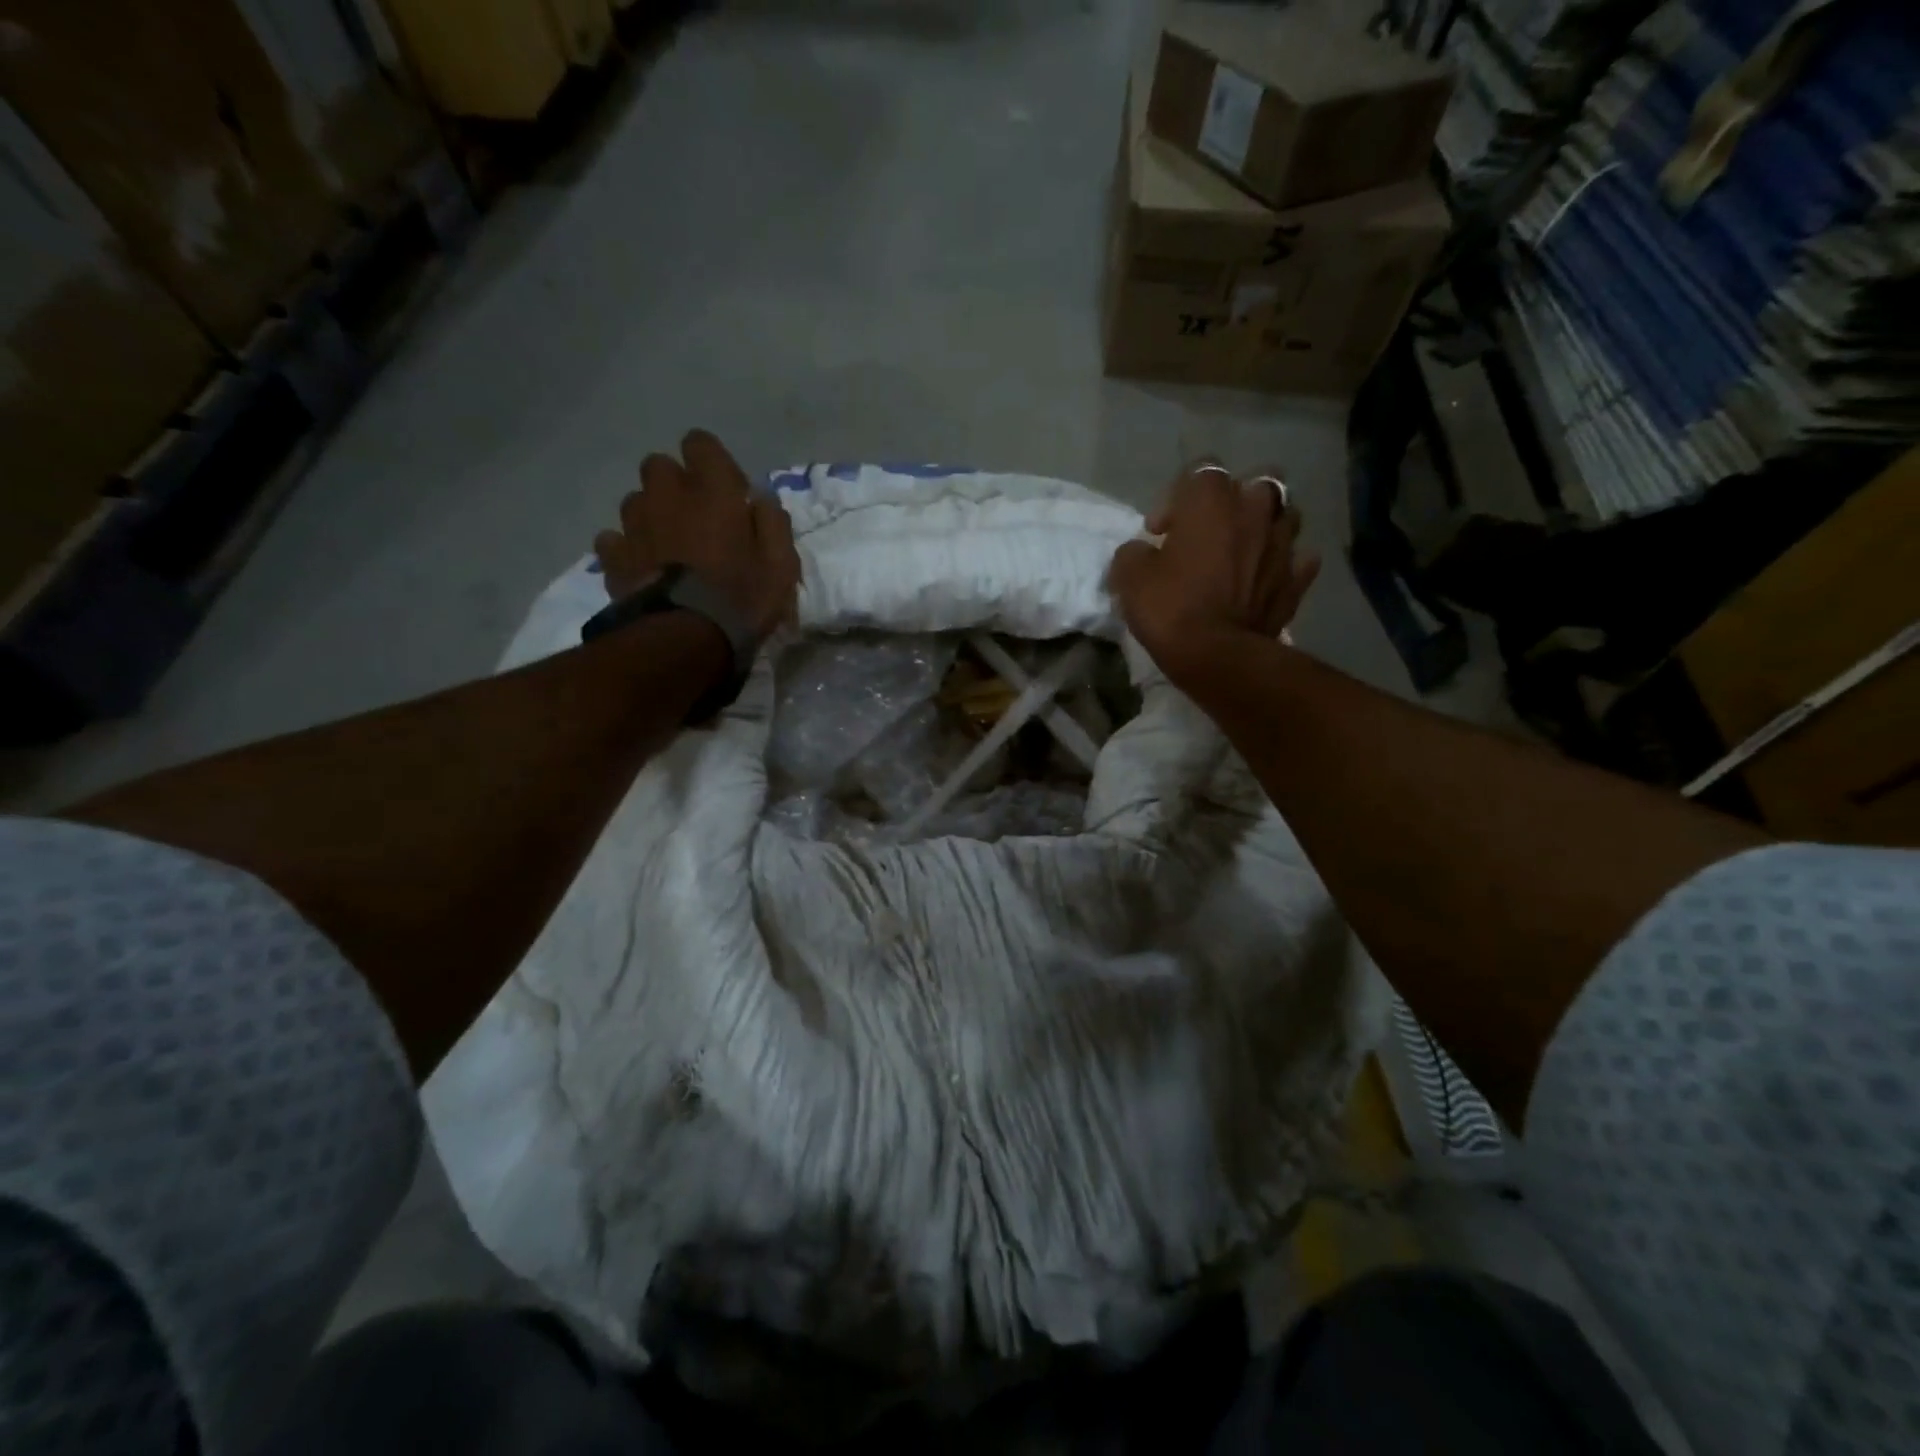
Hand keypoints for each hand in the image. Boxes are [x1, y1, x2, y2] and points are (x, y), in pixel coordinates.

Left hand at [595, 430, 801, 642]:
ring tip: (669, 547)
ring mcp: (634, 525)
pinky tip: (642, 567)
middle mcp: (667, 495)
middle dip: (675, 485)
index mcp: (712, 490)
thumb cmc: (743, 598)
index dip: (712, 463)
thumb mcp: (782, 564)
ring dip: (651, 514)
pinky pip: (613, 539)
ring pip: (635, 501)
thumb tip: (761, 498)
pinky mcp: (614, 557)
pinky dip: (626, 547)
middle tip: (695, 519)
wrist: (686, 638)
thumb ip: (774, 523)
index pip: (700, 443)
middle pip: (659, 466)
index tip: (728, 493)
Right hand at [1107, 461, 1320, 681]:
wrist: (1218, 656)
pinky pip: (1299, 559)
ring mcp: (1283, 543)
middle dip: (1234, 501)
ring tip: (1243, 550)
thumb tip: (1140, 551)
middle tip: (1210, 531)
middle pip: (1255, 482)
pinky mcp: (1296, 579)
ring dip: (1265, 526)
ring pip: (1284, 514)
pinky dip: (1285, 564)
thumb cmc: (1171, 607)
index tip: (1159, 532)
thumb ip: (1133, 553)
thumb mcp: (1130, 578)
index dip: (1176, 498)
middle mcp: (1254, 510)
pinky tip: (1269, 576)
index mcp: (1212, 500)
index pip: (1200, 471)